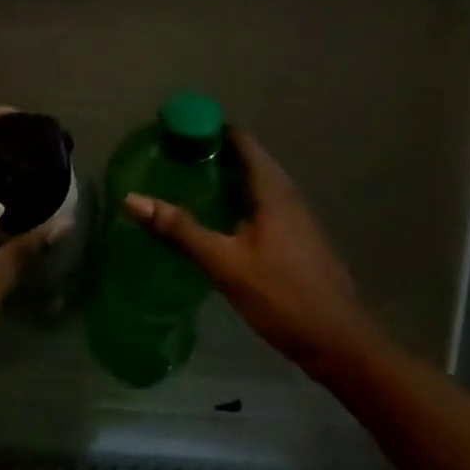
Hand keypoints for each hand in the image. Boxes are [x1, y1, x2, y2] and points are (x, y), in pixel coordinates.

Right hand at [123, 129, 387, 380]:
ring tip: (185, 183)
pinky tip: (215, 220)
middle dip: (212, 154)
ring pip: (254, 185)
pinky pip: (260, 205)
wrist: (338, 340)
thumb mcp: (225, 262)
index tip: (175, 129)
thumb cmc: (282, 295)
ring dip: (224, 179)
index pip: (241, 141)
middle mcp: (287, 194)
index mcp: (273, 189)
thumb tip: (131, 199)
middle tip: (171, 157)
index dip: (210, 129)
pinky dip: (235, 202)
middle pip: (248, 160)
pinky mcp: (295, 239)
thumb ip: (180, 230)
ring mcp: (294, 217)